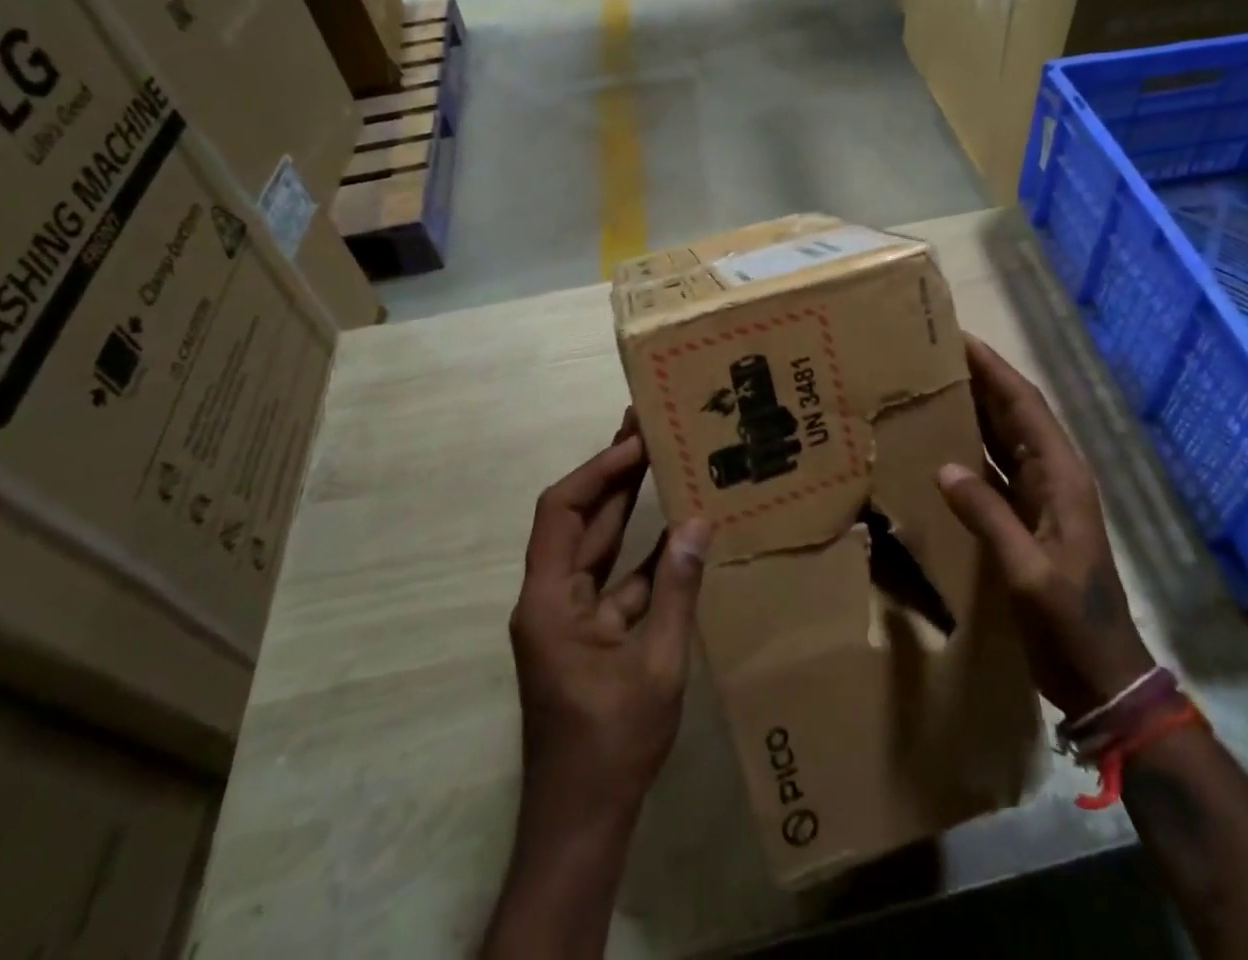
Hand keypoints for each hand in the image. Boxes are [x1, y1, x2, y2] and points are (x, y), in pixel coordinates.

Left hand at [486, 415, 711, 958]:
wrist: (582, 820)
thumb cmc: (612, 743)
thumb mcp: (657, 664)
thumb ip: (676, 589)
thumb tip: (698, 522)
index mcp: (549, 600)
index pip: (562, 511)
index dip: (598, 470)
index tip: (637, 443)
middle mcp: (550, 597)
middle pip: (577, 518)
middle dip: (612, 472)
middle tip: (648, 427)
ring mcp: (568, 615)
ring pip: (596, 544)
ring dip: (624, 505)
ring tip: (660, 459)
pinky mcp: (588, 632)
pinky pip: (614, 578)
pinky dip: (640, 552)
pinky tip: (675, 530)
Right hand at [937, 335, 1153, 719]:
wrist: (1102, 677)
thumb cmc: (1072, 623)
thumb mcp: (1029, 572)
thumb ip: (989, 518)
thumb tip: (945, 468)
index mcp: (1061, 477)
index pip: (1025, 406)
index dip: (994, 369)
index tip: (959, 338)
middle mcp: (1053, 476)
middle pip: (1013, 413)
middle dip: (979, 380)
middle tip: (934, 355)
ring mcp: (1041, 497)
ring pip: (1003, 438)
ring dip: (973, 410)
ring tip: (932, 386)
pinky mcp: (1028, 518)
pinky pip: (995, 469)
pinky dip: (970, 450)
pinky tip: (941, 445)